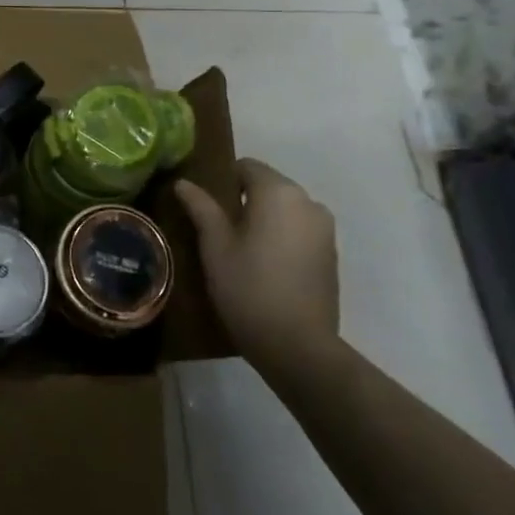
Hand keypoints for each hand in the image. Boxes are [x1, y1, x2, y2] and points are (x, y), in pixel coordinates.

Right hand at [175, 159, 339, 379]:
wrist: (298, 347)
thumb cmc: (248, 288)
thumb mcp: (215, 246)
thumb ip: (201, 207)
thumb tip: (183, 183)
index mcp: (278, 192)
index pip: (246, 166)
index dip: (223, 182)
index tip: (207, 208)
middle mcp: (308, 201)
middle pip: (268, 186)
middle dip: (244, 201)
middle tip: (219, 231)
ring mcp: (325, 229)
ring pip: (285, 209)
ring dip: (265, 219)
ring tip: (242, 250)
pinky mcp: (332, 254)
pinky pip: (300, 230)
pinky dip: (282, 237)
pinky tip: (266, 267)